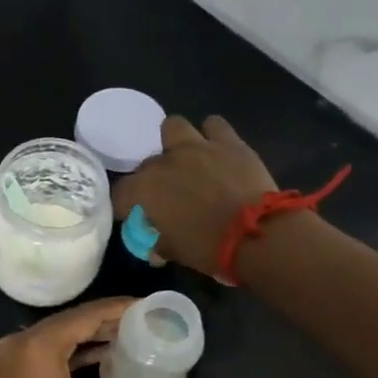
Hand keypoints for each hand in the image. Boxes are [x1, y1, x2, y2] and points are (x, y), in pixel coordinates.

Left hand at [0, 298, 187, 377]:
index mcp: (41, 344)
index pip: (86, 315)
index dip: (118, 308)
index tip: (146, 305)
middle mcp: (22, 340)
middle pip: (71, 320)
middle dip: (106, 320)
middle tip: (141, 320)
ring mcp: (12, 354)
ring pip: (57, 334)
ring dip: (88, 335)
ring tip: (126, 335)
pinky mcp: (10, 369)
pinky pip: (45, 348)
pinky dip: (71, 350)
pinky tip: (99, 355)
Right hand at [112, 115, 276, 277]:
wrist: (257, 234)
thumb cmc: (209, 248)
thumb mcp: (175, 251)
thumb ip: (159, 243)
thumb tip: (155, 247)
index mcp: (145, 190)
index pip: (120, 193)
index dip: (125, 205)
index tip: (134, 215)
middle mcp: (165, 162)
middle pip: (147, 164)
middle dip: (153, 178)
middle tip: (167, 194)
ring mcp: (197, 147)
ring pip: (174, 127)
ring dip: (176, 142)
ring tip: (187, 158)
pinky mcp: (228, 142)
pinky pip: (214, 125)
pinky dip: (212, 135)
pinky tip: (218, 150)